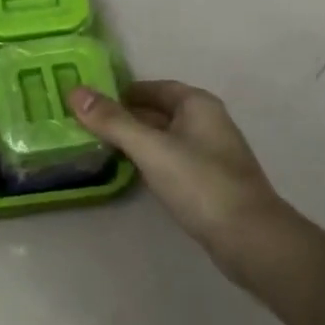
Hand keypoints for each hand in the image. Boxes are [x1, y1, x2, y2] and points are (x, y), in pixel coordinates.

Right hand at [70, 80, 293, 289]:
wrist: (249, 237)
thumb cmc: (200, 183)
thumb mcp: (151, 148)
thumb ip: (113, 121)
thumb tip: (75, 92)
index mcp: (197, 104)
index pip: (153, 88)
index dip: (121, 92)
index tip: (89, 102)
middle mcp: (207, 122)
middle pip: (159, 111)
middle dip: (125, 117)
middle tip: (85, 125)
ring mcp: (211, 153)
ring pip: (165, 137)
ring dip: (136, 140)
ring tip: (99, 147)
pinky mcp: (209, 181)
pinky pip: (172, 160)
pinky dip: (150, 160)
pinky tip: (131, 172)